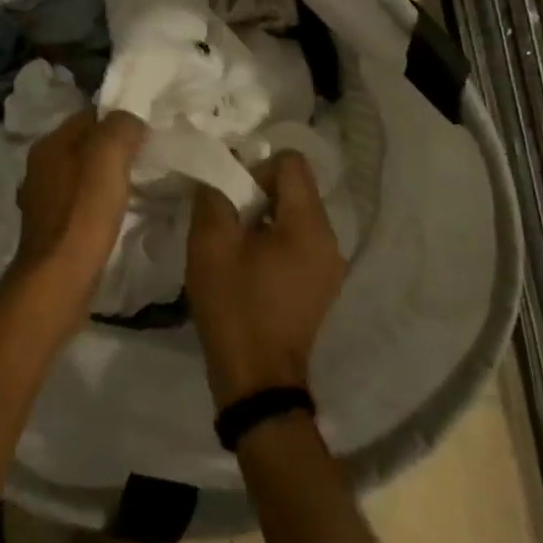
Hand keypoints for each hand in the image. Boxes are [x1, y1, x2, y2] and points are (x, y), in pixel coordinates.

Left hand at [16, 109, 146, 291]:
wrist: (59, 276)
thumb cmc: (84, 211)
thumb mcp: (109, 155)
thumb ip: (121, 126)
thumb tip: (131, 120)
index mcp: (49, 144)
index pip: (88, 116)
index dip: (119, 119)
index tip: (147, 130)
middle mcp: (40, 166)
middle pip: (84, 145)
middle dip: (113, 148)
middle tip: (147, 156)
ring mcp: (43, 199)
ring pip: (81, 174)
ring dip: (106, 176)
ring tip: (136, 183)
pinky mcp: (51, 228)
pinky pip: (80, 202)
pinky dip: (98, 202)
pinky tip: (115, 212)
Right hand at [187, 152, 344, 408]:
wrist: (256, 380)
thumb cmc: (235, 305)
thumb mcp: (211, 243)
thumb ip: (214, 195)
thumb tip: (219, 173)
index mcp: (310, 225)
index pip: (291, 162)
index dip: (256, 168)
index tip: (232, 198)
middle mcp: (330, 239)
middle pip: (296, 188)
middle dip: (258, 194)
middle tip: (228, 221)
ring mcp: (329, 265)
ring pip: (295, 215)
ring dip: (264, 219)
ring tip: (236, 246)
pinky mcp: (320, 286)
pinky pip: (298, 242)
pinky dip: (274, 242)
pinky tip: (249, 268)